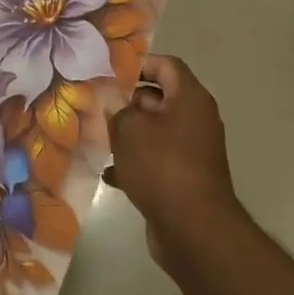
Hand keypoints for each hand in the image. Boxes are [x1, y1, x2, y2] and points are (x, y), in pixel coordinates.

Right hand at [106, 54, 239, 270]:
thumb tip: (114, 103)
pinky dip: (136, 162)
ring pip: (156, 131)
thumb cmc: (162, 167)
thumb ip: (117, 109)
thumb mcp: (130, 130)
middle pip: (160, 97)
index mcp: (190, 99)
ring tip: (98, 137)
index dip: (139, 64)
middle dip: (128, 101)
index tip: (110, 73)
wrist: (194, 230)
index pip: (166, 65)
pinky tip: (109, 172)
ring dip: (129, 133)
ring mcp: (192, 151)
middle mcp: (196, 120)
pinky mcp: (185, 178)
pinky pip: (157, 160)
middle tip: (97, 105)